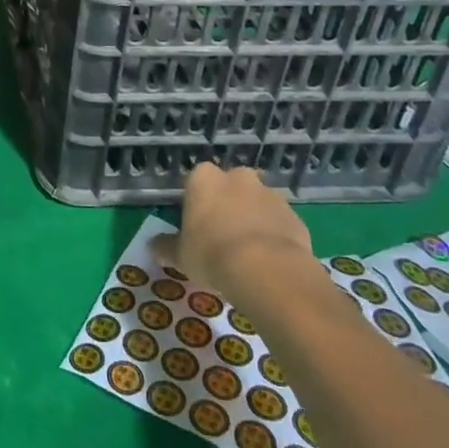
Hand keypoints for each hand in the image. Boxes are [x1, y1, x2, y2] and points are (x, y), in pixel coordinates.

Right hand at [151, 163, 318, 308]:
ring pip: (256, 204)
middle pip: (229, 188)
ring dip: (253, 220)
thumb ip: (166, 247)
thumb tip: (154, 246)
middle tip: (222, 238)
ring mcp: (269, 194)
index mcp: (203, 178)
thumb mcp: (180, 255)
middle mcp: (237, 177)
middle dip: (227, 206)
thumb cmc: (212, 254)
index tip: (196, 228)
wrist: (267, 270)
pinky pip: (279, 223)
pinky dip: (274, 236)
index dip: (196, 205)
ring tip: (249, 254)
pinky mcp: (295, 216)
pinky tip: (270, 262)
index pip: (195, 182)